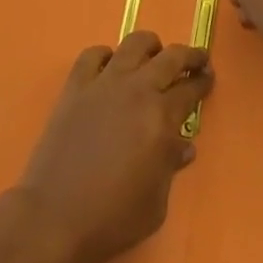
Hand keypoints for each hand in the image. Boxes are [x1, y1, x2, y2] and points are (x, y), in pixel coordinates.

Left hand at [16, 32, 210, 262]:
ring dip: (150, 46)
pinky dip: (106, 55)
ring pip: (133, 44)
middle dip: (188, 56)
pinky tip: (110, 67)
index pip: (190, 89)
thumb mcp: (156, 203)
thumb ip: (170, 166)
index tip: (208, 78)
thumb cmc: (112, 217)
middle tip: (196, 60)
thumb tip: (182, 145)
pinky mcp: (75, 86)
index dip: (202, 82)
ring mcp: (103, 83)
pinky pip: (93, 55)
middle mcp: (136, 91)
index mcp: (161, 118)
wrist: (54, 216)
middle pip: (169, 57)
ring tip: (154, 55)